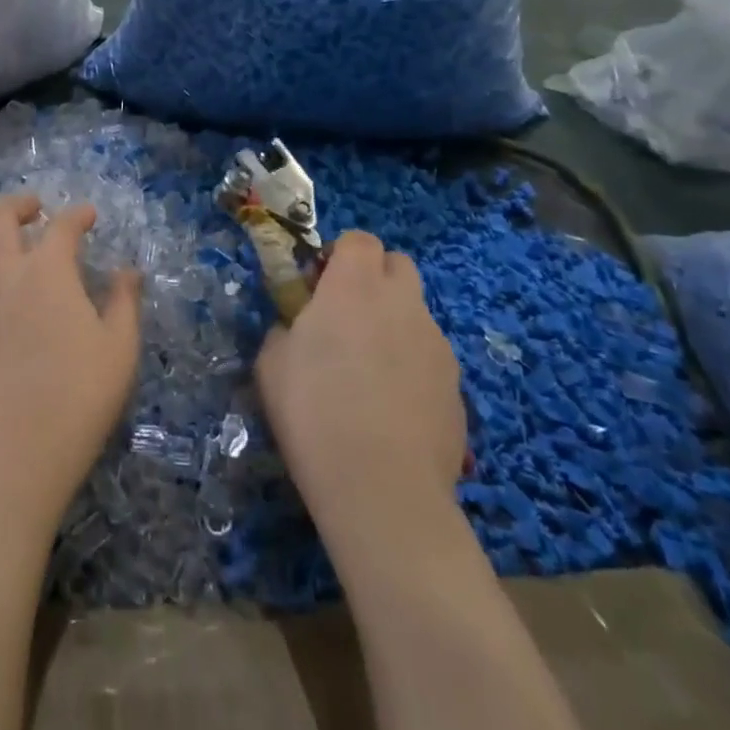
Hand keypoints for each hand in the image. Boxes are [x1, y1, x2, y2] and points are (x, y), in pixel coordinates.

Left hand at [0, 194, 141, 520]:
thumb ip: (124, 302)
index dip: (78, 215)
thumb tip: (128, 271)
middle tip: (34, 211)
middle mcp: (1, 272)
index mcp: (48, 271)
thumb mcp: (120, 348)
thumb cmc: (78, 398)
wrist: (17, 452)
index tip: (88, 217)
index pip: (63, 226)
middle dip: (19, 205)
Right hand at [257, 231, 466, 544]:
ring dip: (393, 324)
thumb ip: (286, 327)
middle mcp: (403, 303)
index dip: (339, 255)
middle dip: (374, 279)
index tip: (319, 287)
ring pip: (415, 313)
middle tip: (346, 318)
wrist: (383, 489)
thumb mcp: (271, 362)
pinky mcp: (457, 387)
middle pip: (398, 265)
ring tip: (368, 375)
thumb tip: (298, 326)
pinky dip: (411, 367)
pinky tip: (391, 409)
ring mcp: (437, 344)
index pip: (359, 239)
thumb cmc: (313, 412)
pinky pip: (429, 358)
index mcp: (355, 286)